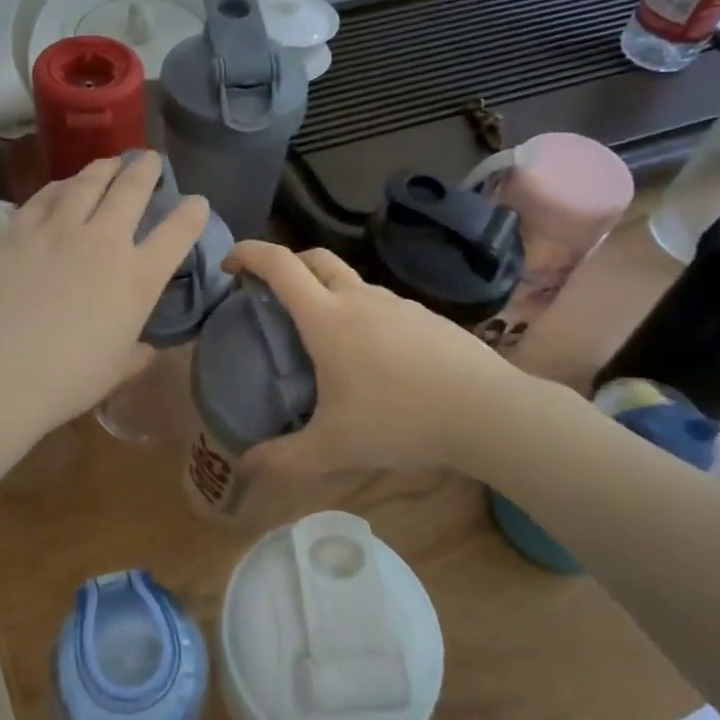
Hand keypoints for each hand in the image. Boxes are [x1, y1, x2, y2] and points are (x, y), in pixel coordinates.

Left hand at [0, 153, 208, 433]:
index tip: (197, 202)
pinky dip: (61, 185)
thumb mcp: (117, 370)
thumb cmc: (66, 380)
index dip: (193, 212)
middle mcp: (104, 241)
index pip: (178, 232)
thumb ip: (139, 352)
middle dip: (146, 169)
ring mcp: (59, 229)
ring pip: (89, 181)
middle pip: (132, 189)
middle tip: (149, 160)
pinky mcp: (20, 229)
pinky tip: (64, 185)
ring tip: (110, 163)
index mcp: (138, 278)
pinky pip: (46, 194)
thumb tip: (148, 347)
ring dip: (105, 168)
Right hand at [224, 241, 545, 480]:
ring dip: (325, 289)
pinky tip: (371, 355)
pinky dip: (360, 311)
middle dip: (285, 264)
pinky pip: (380, 302)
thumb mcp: (334, 448)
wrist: (490, 412)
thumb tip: (244, 467)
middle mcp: (359, 298)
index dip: (248, 253)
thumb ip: (284, 459)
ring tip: (321, 333)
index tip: (229, 264)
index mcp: (327, 317)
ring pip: (350, 280)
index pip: (278, 265)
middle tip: (270, 294)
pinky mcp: (426, 316)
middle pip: (314, 258)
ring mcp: (398, 303)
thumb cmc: (401, 420)